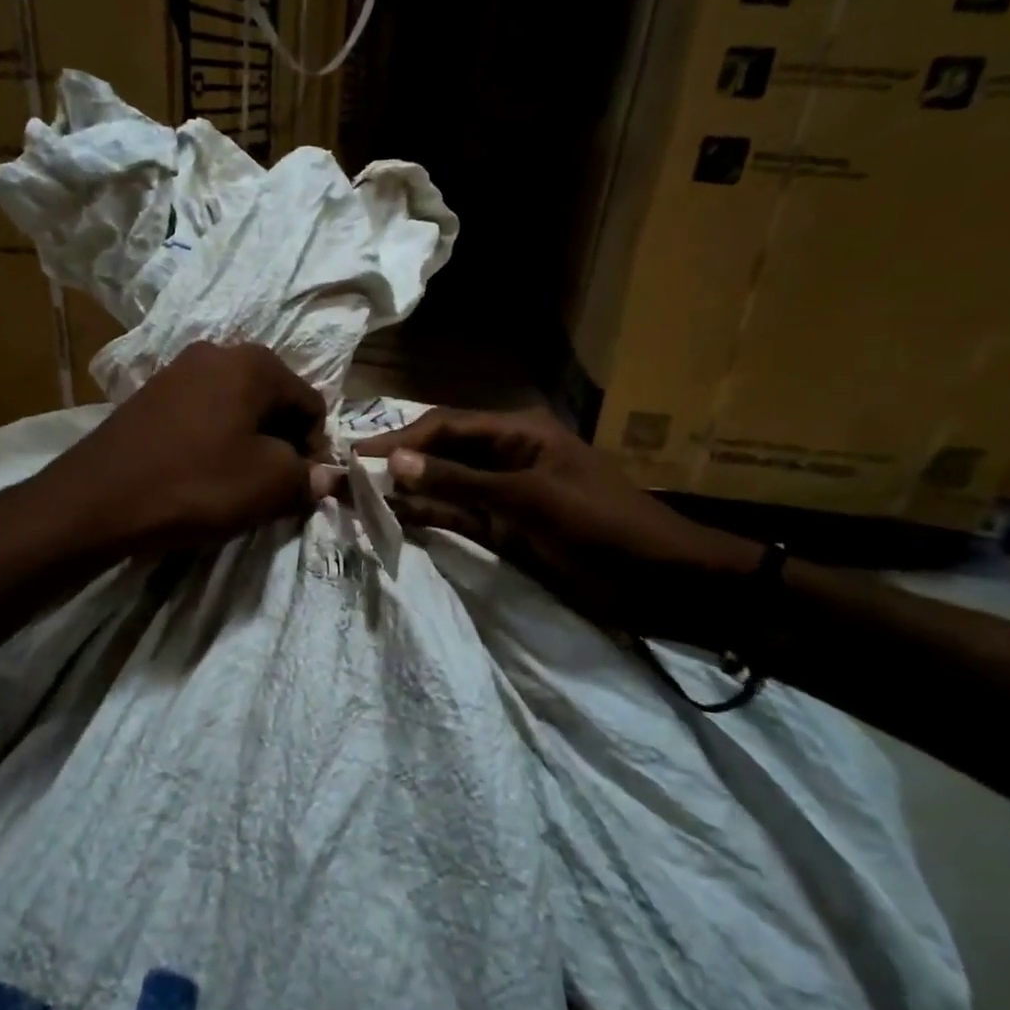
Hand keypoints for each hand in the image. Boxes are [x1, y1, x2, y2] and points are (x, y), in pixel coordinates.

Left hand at [32, 342, 335, 554]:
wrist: (99, 498)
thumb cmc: (197, 484)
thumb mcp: (268, 485)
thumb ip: (307, 477)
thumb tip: (326, 477)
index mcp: (254, 362)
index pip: (311, 404)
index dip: (314, 449)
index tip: (300, 486)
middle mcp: (217, 352)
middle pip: (272, 400)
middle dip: (280, 442)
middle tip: (270, 486)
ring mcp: (178, 369)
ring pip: (236, 407)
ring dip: (247, 442)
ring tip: (234, 482)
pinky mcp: (150, 393)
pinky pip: (202, 413)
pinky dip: (213, 439)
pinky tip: (200, 471)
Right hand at [356, 407, 758, 641]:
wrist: (662, 582)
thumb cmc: (601, 526)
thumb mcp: (528, 500)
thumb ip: (460, 482)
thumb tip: (395, 464)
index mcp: (517, 433)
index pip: (444, 427)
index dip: (400, 441)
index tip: (356, 457)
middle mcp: (504, 457)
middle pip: (440, 455)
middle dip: (397, 466)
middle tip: (346, 480)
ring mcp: (504, 496)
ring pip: (444, 488)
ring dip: (407, 494)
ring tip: (358, 500)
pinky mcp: (505, 530)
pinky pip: (458, 518)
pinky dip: (429, 519)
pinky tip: (395, 521)